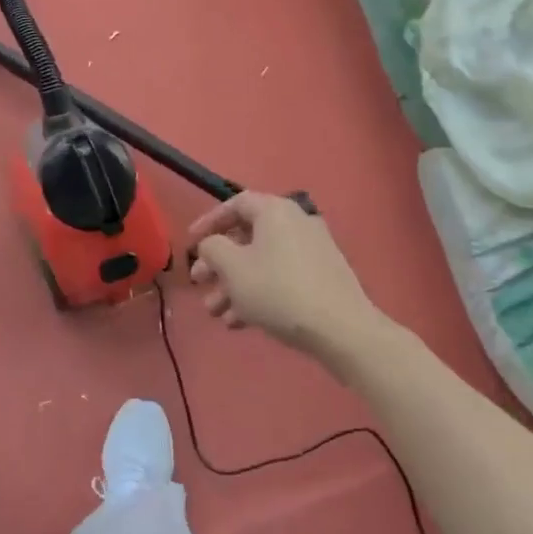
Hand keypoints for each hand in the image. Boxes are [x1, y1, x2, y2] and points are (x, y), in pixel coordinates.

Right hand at [186, 192, 384, 361]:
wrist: (341, 329)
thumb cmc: (278, 290)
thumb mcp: (233, 268)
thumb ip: (212, 248)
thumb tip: (212, 244)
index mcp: (275, 211)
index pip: (235, 204)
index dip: (209, 221)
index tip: (191, 241)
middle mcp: (296, 223)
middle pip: (247, 237)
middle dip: (219, 263)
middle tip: (199, 283)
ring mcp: (312, 251)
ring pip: (262, 262)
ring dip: (234, 284)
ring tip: (215, 313)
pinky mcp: (321, 277)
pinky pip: (280, 277)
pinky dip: (258, 293)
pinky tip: (239, 323)